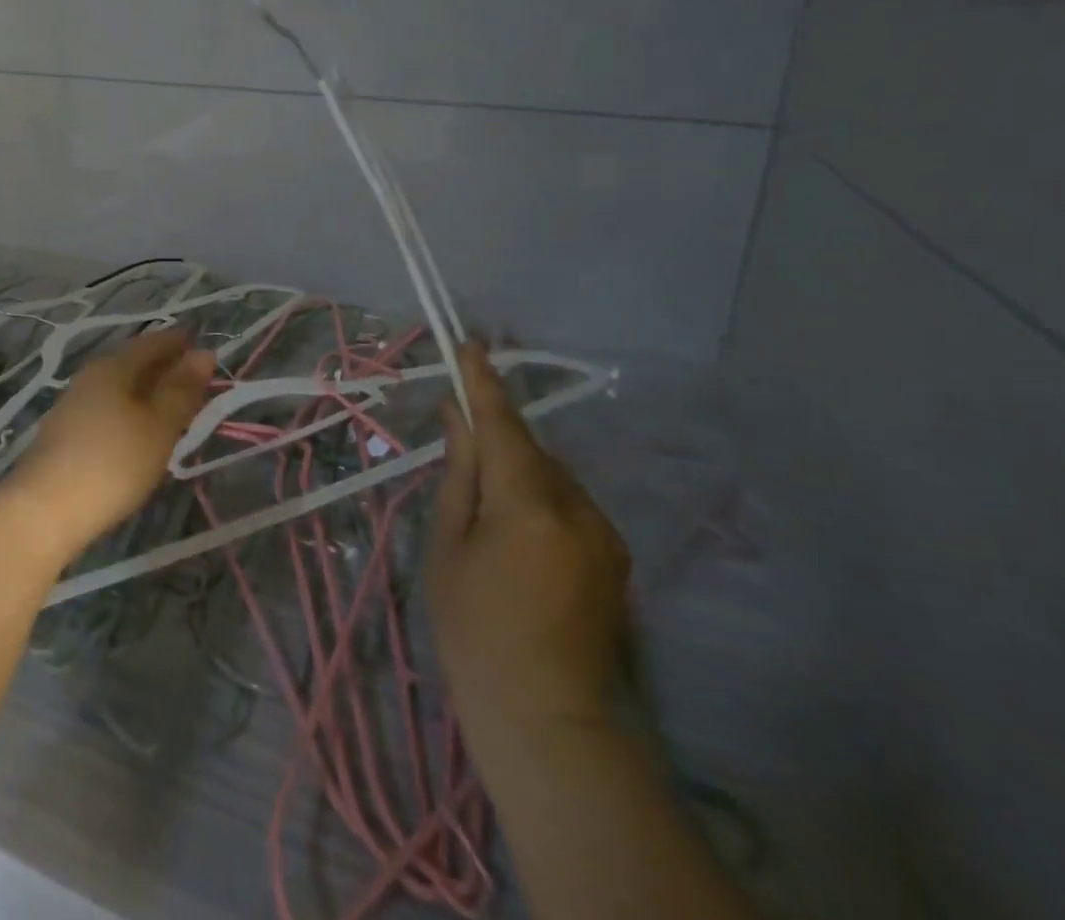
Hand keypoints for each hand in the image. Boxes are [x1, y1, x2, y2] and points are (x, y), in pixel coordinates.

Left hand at [8, 330, 215, 552]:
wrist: (45, 509)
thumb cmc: (114, 462)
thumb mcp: (159, 426)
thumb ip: (182, 390)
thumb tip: (204, 353)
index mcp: (114, 367)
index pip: (152, 342)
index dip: (178, 342)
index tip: (200, 344)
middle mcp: (90, 376)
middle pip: (132, 362)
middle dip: (162, 365)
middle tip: (192, 375)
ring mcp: (73, 404)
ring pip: (118, 386)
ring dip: (145, 389)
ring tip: (170, 403)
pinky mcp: (65, 433)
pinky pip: (106, 407)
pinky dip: (129, 409)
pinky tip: (137, 428)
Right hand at [426, 343, 629, 754]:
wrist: (547, 719)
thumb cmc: (475, 631)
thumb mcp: (448, 547)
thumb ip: (459, 473)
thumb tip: (457, 417)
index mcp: (528, 503)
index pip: (503, 423)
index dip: (482, 382)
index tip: (470, 344)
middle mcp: (577, 507)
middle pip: (528, 450)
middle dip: (496, 441)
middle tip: (460, 453)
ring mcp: (604, 532)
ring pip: (550, 477)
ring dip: (518, 475)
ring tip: (486, 516)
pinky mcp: (616, 556)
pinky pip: (568, 505)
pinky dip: (539, 501)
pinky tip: (518, 541)